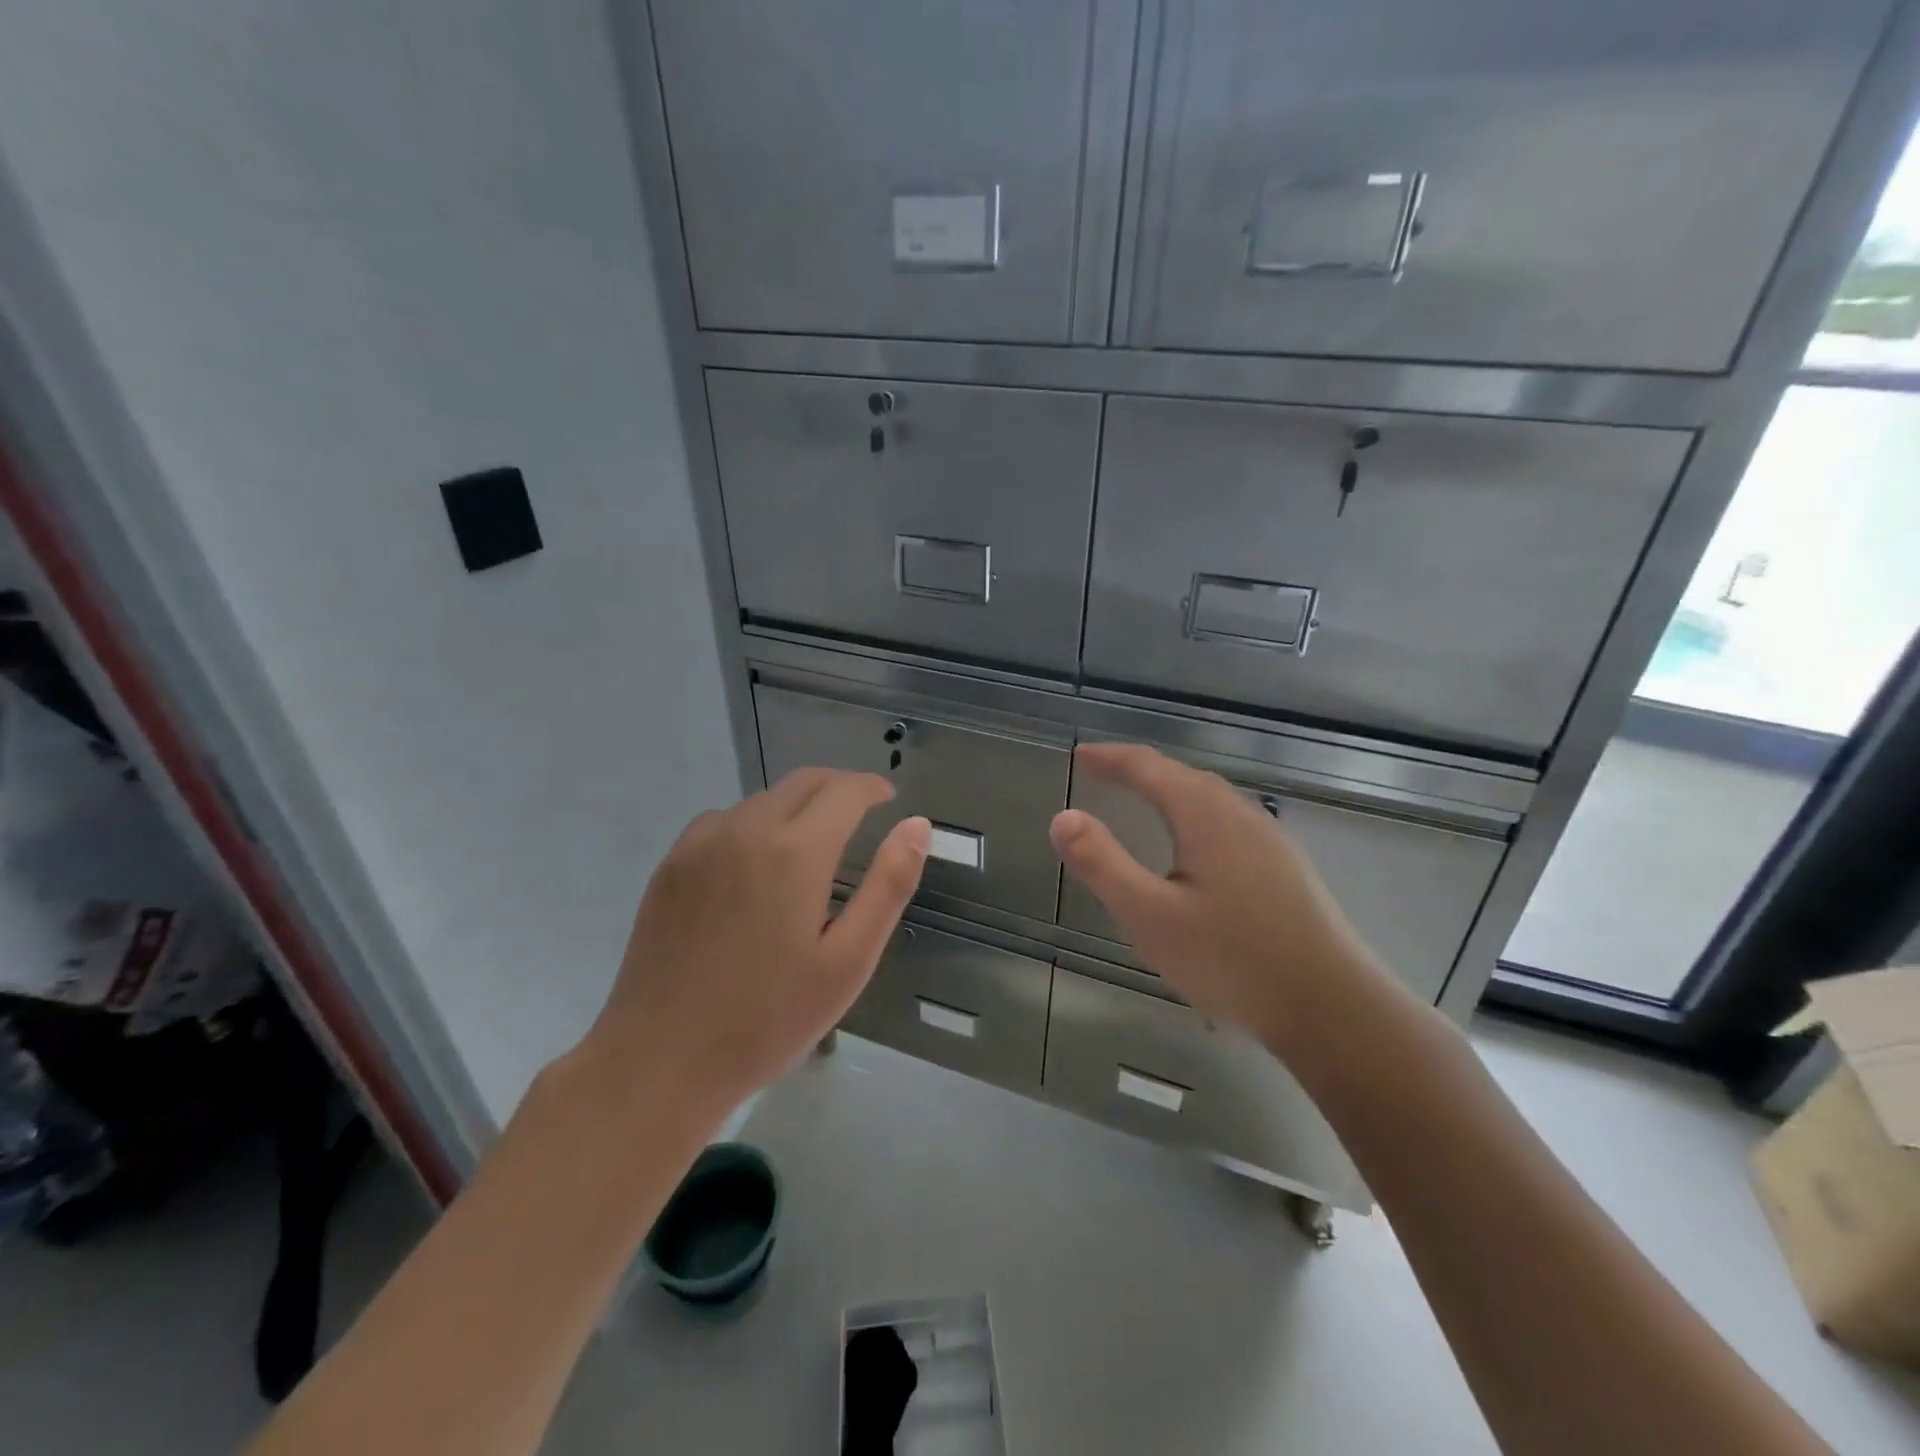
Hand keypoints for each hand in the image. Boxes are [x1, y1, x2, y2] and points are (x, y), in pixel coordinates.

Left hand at [581, 768, 929, 1116]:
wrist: (661, 1060)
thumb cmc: (769, 1018)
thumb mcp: (849, 960)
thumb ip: (888, 885)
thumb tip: (916, 824)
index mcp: (795, 851)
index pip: (844, 790)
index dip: (872, 787)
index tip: (889, 798)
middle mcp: (746, 829)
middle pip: (802, 782)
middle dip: (838, 787)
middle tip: (861, 813)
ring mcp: (700, 844)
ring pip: (762, 800)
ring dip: (796, 806)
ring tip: (812, 846)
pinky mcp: (671, 865)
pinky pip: (724, 822)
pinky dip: (754, 825)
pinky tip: (755, 867)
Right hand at [1049, 743, 1384, 1052]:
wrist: (1333, 1008)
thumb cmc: (1232, 959)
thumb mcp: (1150, 916)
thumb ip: (1102, 864)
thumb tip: (1062, 817)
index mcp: (1205, 814)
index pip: (1148, 767)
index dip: (1110, 759)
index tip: (1079, 756)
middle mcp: (1240, 814)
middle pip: (1182, 776)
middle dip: (1138, 770)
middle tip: (1102, 774)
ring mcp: (1269, 840)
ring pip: (1209, 799)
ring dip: (1169, 790)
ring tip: (1141, 801)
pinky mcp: (1285, 868)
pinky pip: (1227, 822)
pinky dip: (1194, 815)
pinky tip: (1194, 848)